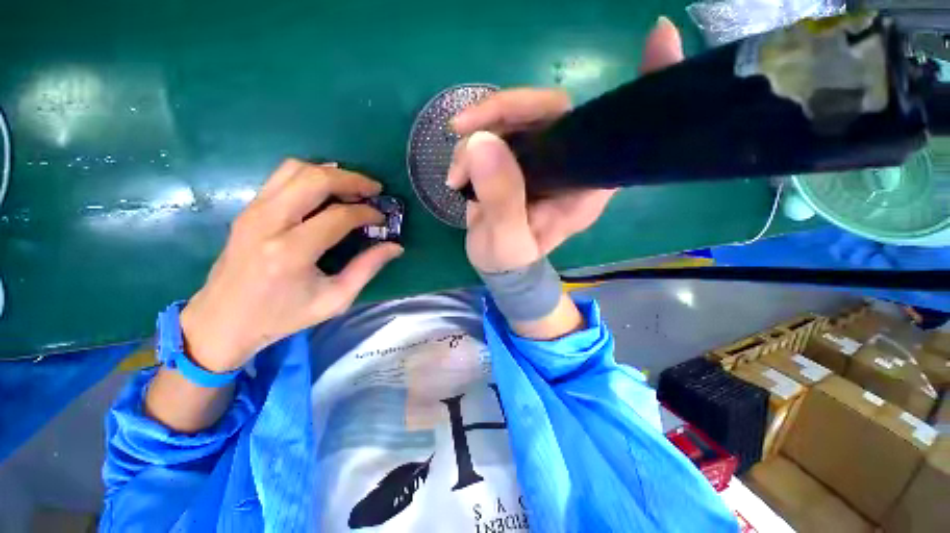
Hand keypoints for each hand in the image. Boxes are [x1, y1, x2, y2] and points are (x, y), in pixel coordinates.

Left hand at [179, 159, 402, 372]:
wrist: (223, 321)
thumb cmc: (282, 317)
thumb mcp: (334, 300)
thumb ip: (367, 269)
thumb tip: (395, 247)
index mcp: (292, 252)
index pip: (339, 216)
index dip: (367, 212)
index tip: (382, 218)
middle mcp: (269, 223)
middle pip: (315, 180)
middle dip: (352, 180)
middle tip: (374, 189)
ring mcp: (253, 212)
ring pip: (295, 169)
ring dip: (330, 173)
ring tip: (353, 187)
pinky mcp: (247, 210)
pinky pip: (281, 177)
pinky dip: (309, 175)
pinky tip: (326, 187)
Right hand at [447, 16, 684, 267]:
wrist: (496, 263)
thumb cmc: (512, 260)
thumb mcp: (508, 242)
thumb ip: (501, 201)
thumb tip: (482, 142)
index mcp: (583, 187)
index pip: (615, 133)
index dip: (641, 88)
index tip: (660, 37)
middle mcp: (568, 163)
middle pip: (549, 109)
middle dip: (505, 109)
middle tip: (466, 127)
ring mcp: (539, 156)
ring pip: (514, 116)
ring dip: (478, 133)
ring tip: (456, 175)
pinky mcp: (514, 155)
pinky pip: (493, 131)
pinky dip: (469, 144)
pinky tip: (456, 174)